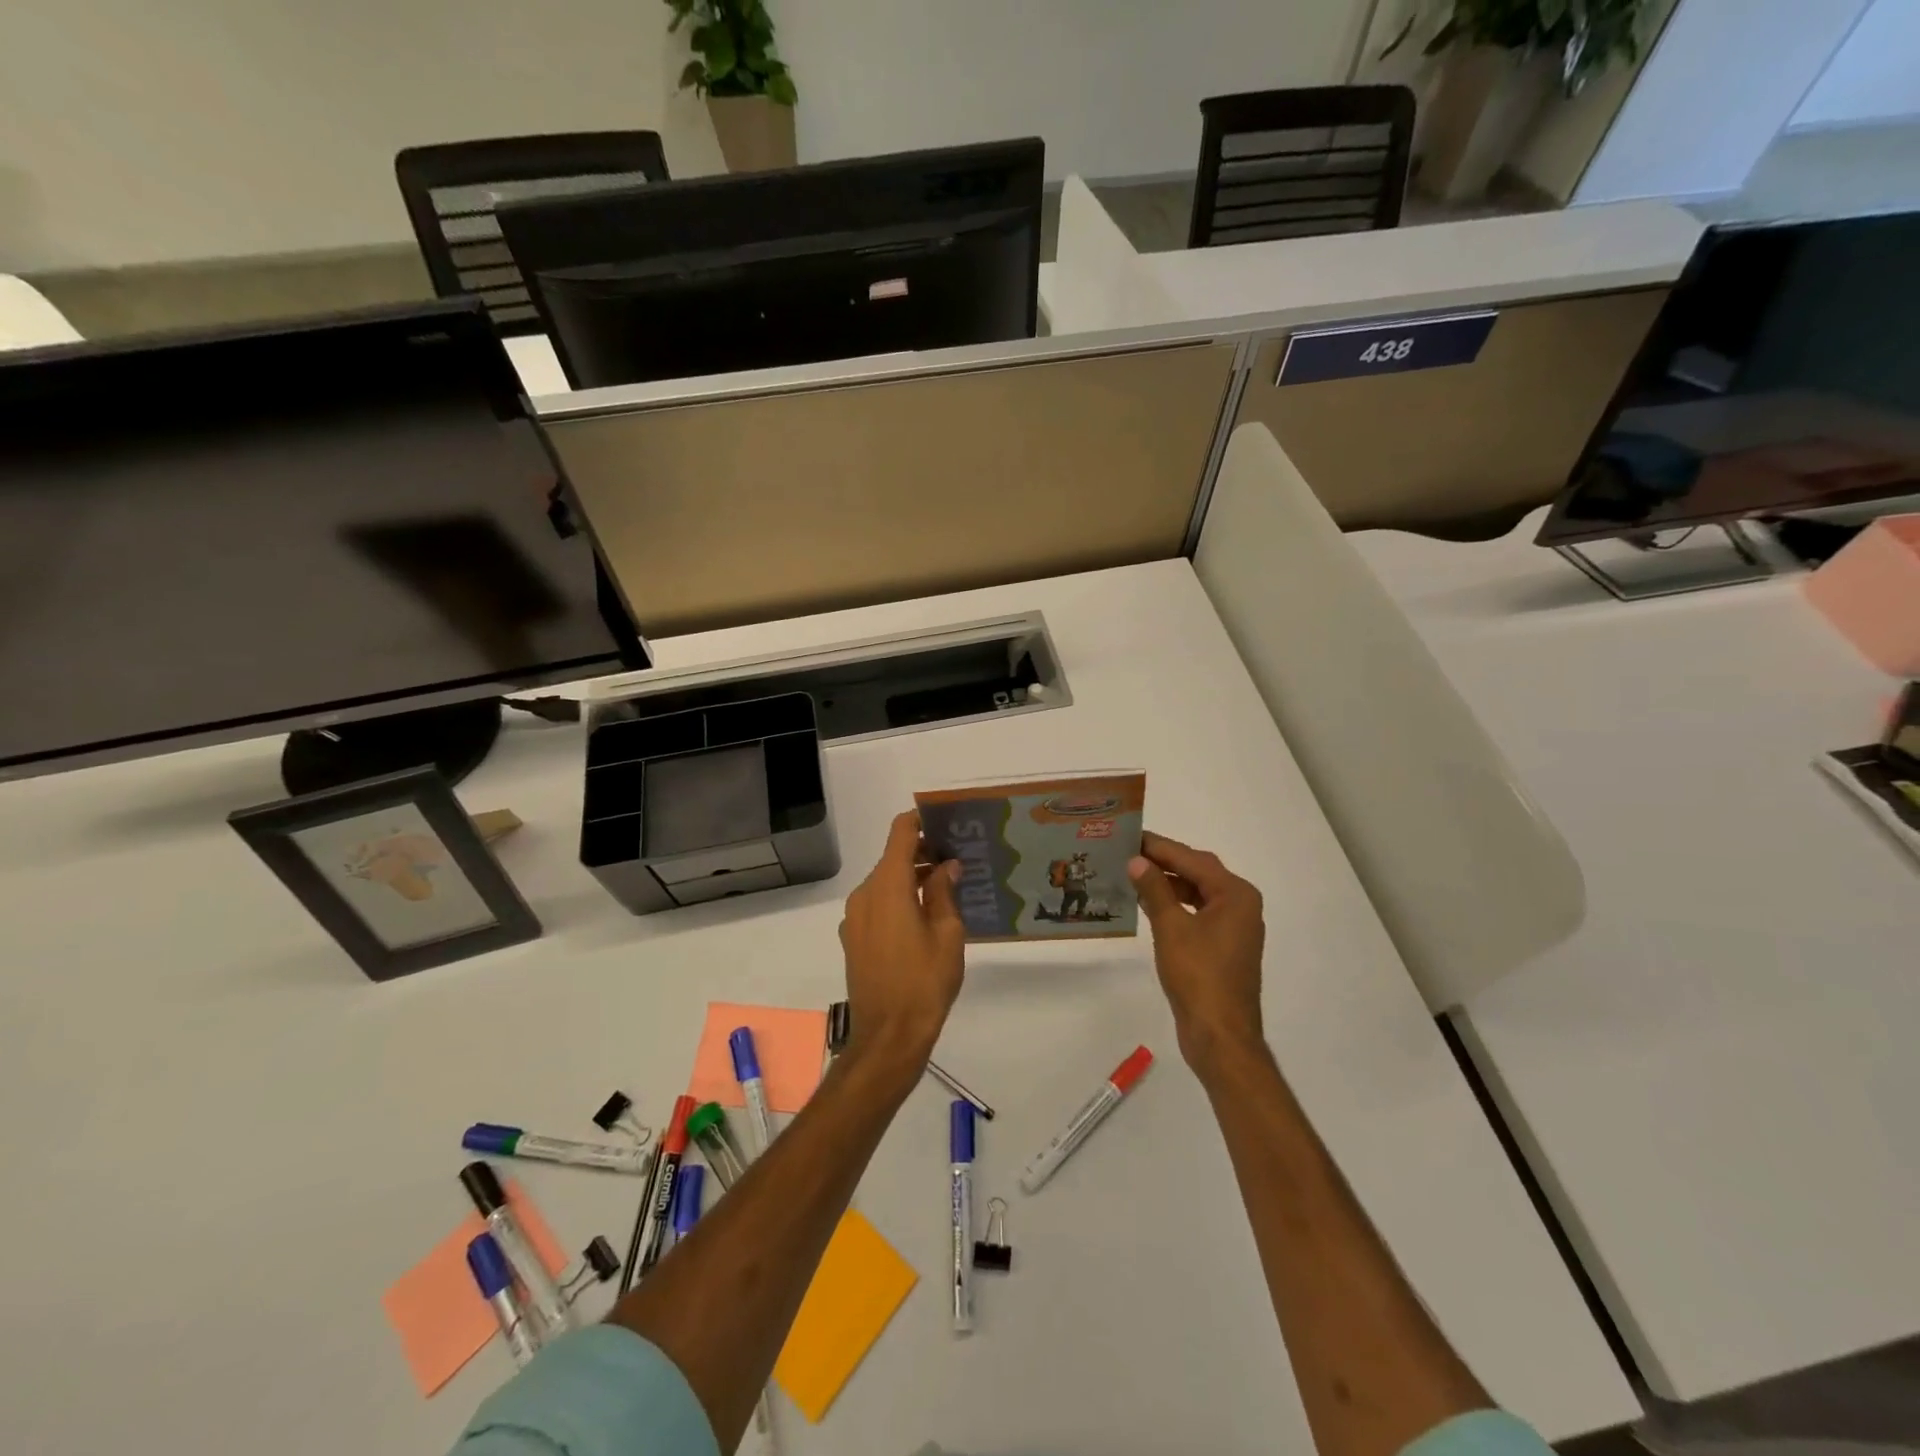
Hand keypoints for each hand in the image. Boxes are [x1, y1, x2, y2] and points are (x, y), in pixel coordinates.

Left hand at [837, 811, 965, 1083]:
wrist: (888, 1037)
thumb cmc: (925, 982)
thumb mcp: (948, 934)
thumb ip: (944, 892)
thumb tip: (946, 866)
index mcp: (887, 886)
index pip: (900, 834)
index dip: (919, 821)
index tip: (944, 821)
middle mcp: (864, 894)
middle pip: (892, 859)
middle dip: (922, 853)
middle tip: (956, 859)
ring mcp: (853, 918)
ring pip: (884, 883)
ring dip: (910, 879)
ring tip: (945, 888)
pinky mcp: (852, 938)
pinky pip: (876, 905)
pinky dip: (897, 900)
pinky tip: (923, 917)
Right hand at [1129, 831, 1267, 1074]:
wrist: (1220, 1036)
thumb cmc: (1198, 976)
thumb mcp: (1171, 927)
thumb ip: (1154, 889)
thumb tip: (1137, 861)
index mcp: (1236, 895)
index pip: (1193, 860)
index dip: (1160, 847)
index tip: (1131, 835)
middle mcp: (1241, 906)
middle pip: (1198, 873)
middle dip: (1164, 862)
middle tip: (1128, 851)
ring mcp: (1234, 928)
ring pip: (1197, 893)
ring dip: (1168, 884)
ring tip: (1133, 875)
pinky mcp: (1223, 948)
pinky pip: (1197, 913)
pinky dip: (1175, 906)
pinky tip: (1149, 905)